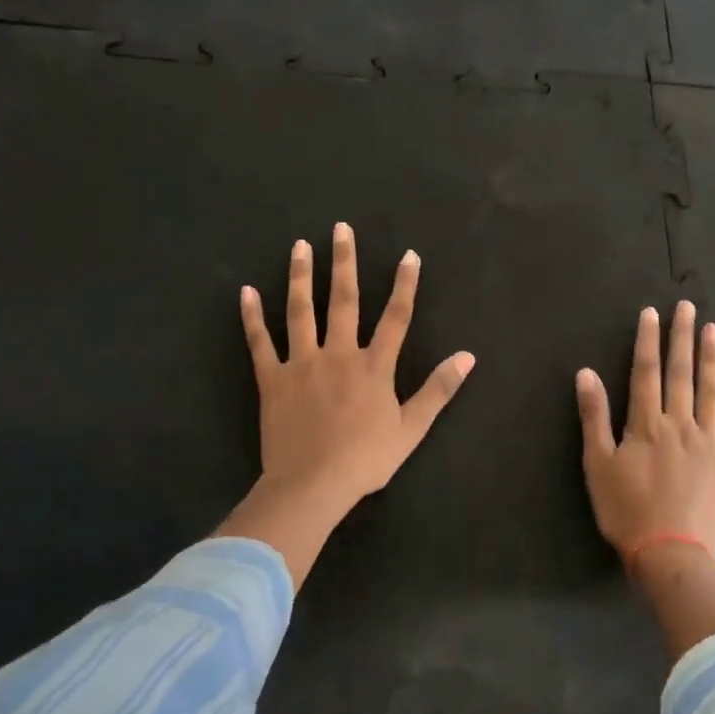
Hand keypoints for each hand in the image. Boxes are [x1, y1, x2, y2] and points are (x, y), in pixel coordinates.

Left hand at [241, 222, 475, 512]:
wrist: (312, 485)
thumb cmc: (365, 459)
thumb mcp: (411, 428)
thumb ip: (438, 389)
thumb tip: (468, 356)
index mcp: (373, 366)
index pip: (395, 317)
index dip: (404, 285)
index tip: (409, 255)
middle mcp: (338, 354)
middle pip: (343, 300)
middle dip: (344, 262)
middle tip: (340, 228)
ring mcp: (302, 364)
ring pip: (301, 311)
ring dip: (300, 276)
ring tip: (300, 245)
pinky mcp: (272, 379)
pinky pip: (260, 342)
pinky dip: (252, 317)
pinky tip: (247, 291)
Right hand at [576, 301, 714, 568]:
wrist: (672, 554)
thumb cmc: (627, 510)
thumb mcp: (597, 465)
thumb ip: (594, 417)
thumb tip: (586, 373)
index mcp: (647, 424)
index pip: (646, 372)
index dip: (648, 340)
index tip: (652, 313)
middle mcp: (681, 424)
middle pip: (681, 373)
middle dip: (683, 338)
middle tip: (688, 308)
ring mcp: (709, 442)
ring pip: (711, 392)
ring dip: (711, 359)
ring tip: (713, 330)